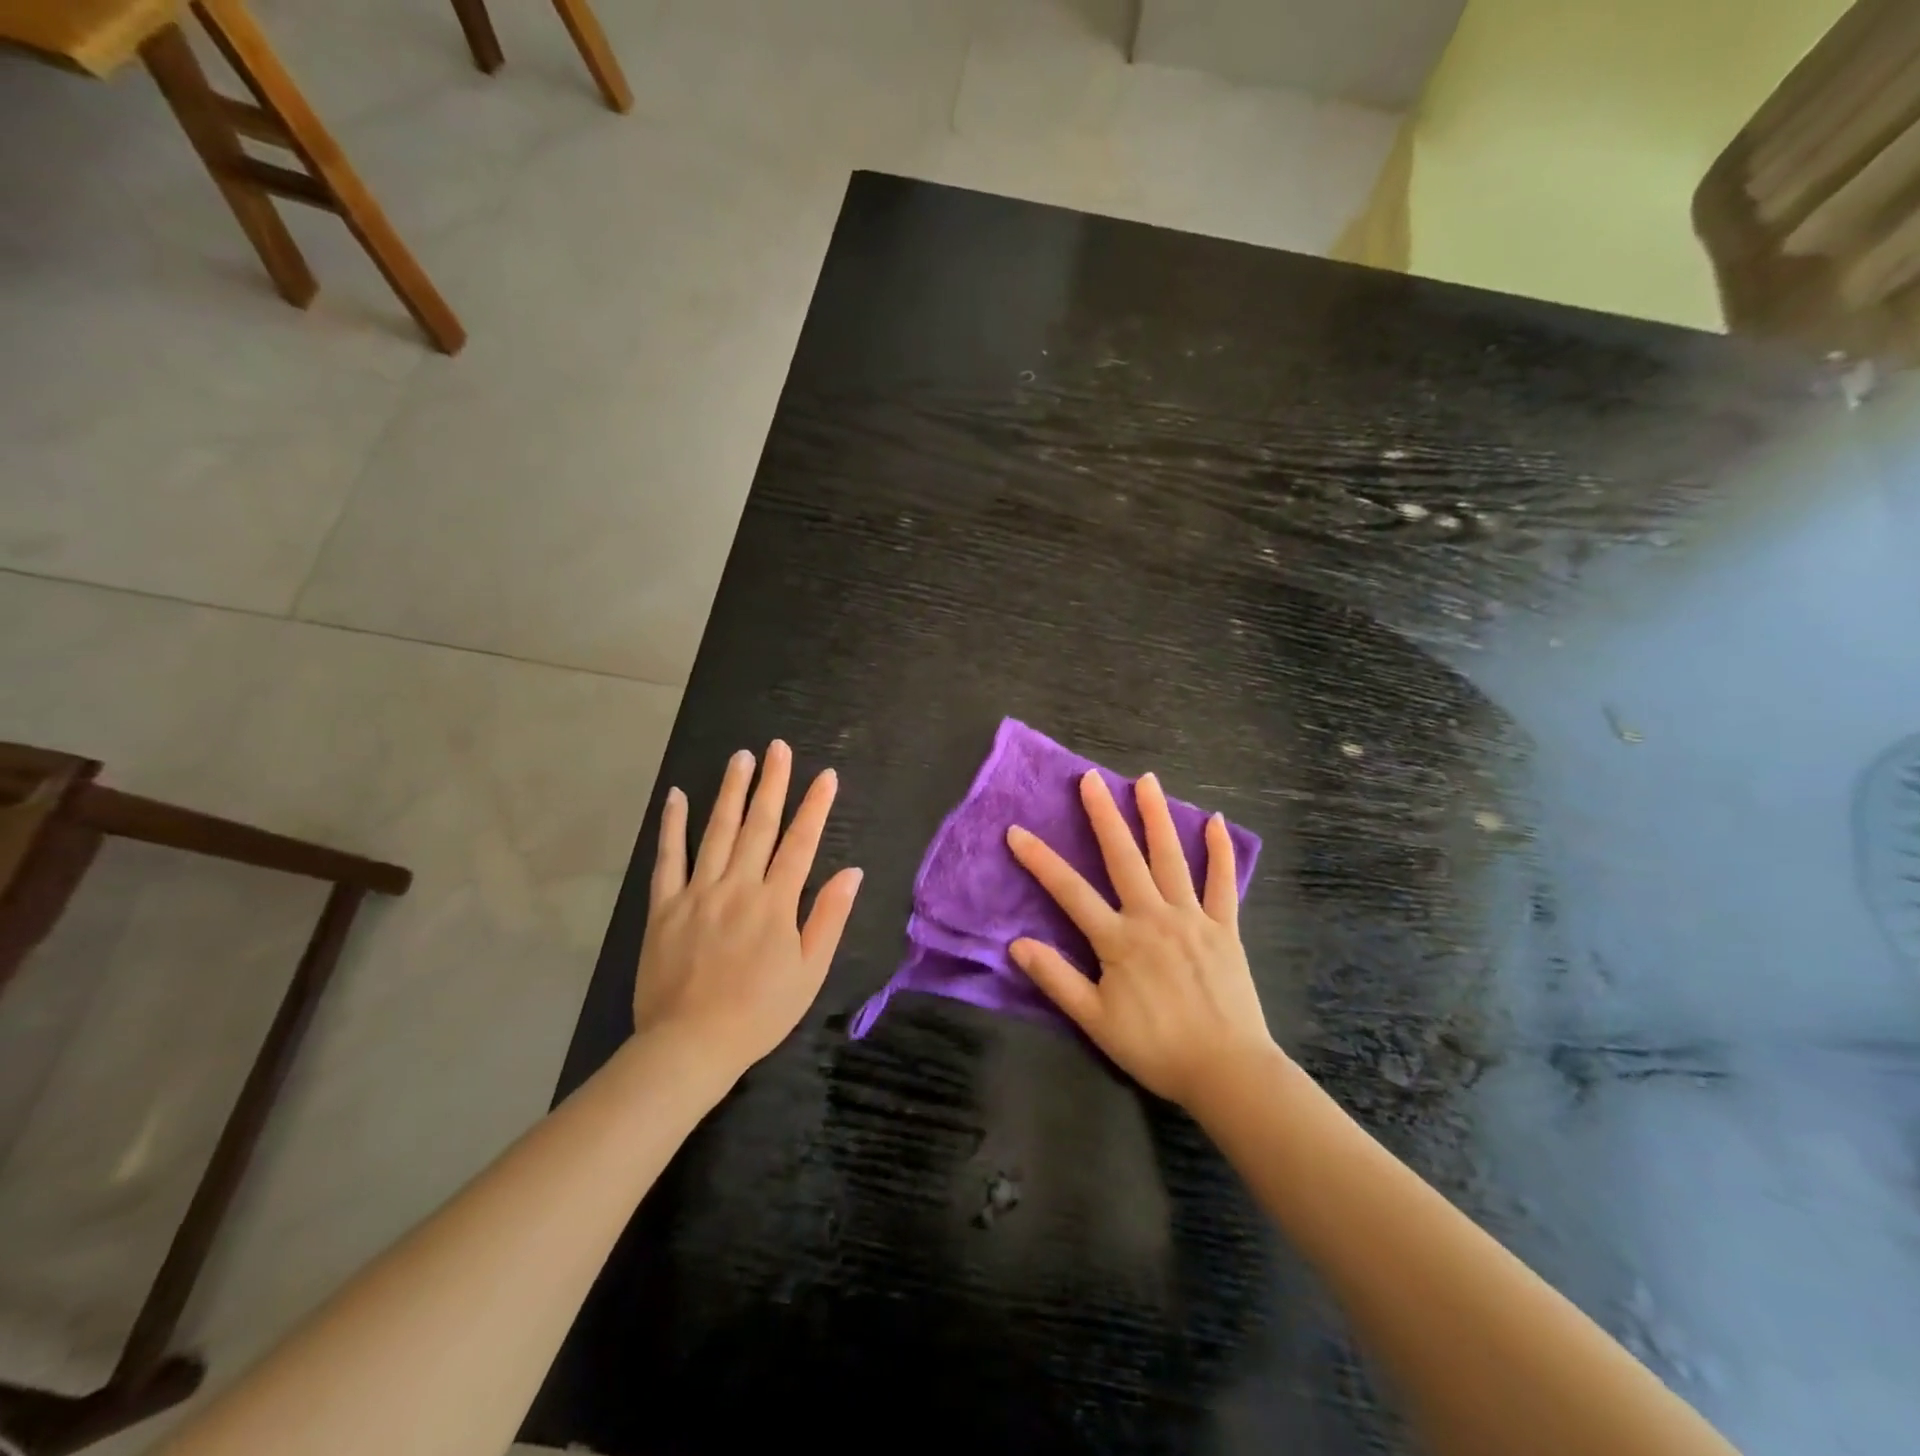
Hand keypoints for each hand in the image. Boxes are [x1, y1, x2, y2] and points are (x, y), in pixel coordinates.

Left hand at [635, 740, 862, 1074]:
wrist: (690, 1045)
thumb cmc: (759, 1012)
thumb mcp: (810, 971)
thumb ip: (829, 917)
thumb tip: (851, 871)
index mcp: (776, 902)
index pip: (801, 842)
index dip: (815, 806)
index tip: (825, 775)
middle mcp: (738, 886)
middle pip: (759, 825)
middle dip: (772, 783)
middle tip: (777, 748)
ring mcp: (698, 892)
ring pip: (717, 831)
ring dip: (730, 792)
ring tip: (740, 758)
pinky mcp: (664, 906)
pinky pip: (668, 858)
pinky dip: (673, 825)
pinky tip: (677, 796)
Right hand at [1007, 770, 1275, 1107]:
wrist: (1227, 1071)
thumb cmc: (1155, 1048)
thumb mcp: (1095, 1020)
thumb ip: (1056, 978)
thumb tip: (1016, 943)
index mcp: (1119, 940)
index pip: (1070, 891)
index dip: (1040, 860)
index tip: (1016, 831)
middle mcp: (1153, 916)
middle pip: (1123, 857)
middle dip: (1103, 815)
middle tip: (1090, 778)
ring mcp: (1193, 918)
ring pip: (1171, 857)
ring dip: (1156, 816)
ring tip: (1146, 780)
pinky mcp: (1225, 927)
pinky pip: (1222, 882)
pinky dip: (1220, 851)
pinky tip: (1214, 821)